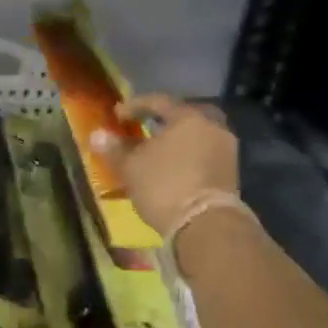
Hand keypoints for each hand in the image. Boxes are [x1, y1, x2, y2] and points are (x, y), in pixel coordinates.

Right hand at [90, 94, 239, 239]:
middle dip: (163, 120)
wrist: (206, 226)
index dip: (134, 106)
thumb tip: (96, 135)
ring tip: (157, 151)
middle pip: (184, 116)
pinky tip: (173, 168)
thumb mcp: (131, 168)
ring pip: (197, 136)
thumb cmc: (164, 186)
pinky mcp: (231, 174)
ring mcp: (226, 151)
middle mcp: (212, 127)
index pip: (158, 102)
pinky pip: (204, 154)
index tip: (117, 115)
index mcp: (189, 117)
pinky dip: (188, 156)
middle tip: (145, 127)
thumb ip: (114, 149)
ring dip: (177, 140)